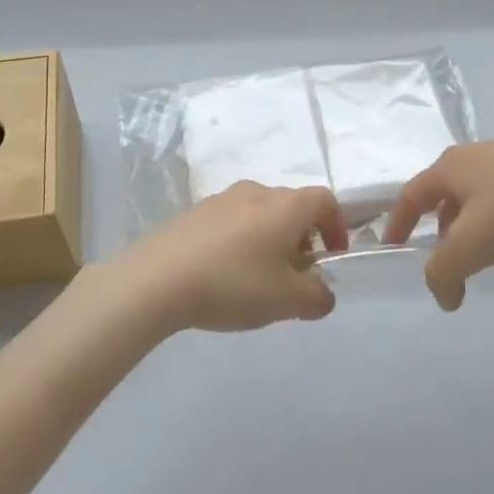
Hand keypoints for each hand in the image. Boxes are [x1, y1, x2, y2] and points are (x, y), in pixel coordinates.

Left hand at [112, 182, 346, 332]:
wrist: (156, 279)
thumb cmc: (233, 284)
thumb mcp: (287, 301)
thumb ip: (316, 297)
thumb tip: (323, 292)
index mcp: (284, 206)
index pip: (324, 200)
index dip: (336, 226)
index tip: (332, 256)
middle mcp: (256, 192)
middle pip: (291, 206)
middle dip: (302, 237)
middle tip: (296, 274)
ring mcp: (221, 199)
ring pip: (259, 213)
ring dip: (270, 239)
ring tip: (259, 278)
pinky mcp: (193, 213)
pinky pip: (231, 222)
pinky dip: (241, 241)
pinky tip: (225, 275)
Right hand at [384, 139, 493, 309]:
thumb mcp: (471, 247)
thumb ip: (444, 274)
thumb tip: (444, 297)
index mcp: (449, 167)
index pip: (412, 195)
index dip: (399, 222)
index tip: (394, 245)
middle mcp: (474, 154)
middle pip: (444, 191)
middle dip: (439, 224)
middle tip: (445, 254)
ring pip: (476, 192)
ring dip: (470, 221)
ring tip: (482, 249)